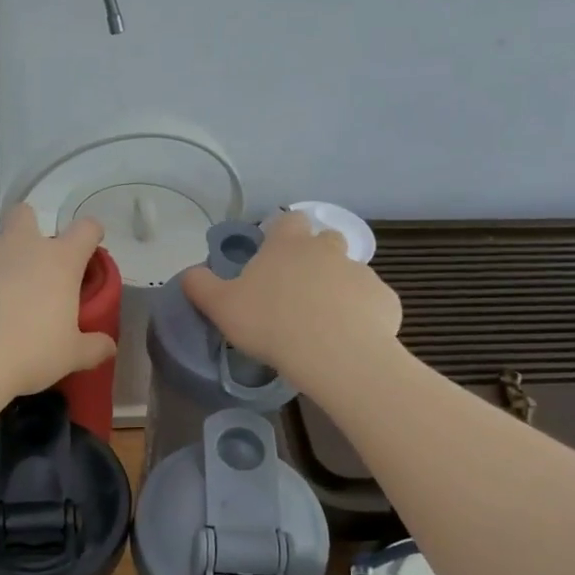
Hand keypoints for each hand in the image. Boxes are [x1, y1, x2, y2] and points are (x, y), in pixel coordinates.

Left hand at [0, 204, 116, 396]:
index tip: (89, 245)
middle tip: (27, 265)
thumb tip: (109, 348)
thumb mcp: (69, 356)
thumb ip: (93, 348)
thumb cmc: (28, 353)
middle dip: (28, 228)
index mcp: (57, 262)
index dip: (90, 233)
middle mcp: (19, 246)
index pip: (85, 230)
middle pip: (25, 214)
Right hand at [181, 211, 400, 384]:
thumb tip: (189, 273)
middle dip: (314, 260)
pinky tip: (348, 340)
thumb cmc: (271, 323)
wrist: (334, 354)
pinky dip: (361, 315)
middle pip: (324, 242)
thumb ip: (201, 286)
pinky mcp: (385, 300)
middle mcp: (327, 249)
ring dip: (337, 289)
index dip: (281, 235)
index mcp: (288, 244)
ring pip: (348, 273)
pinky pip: (369, 302)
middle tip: (296, 293)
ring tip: (322, 323)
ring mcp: (360, 273)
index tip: (272, 257)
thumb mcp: (221, 307)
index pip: (288, 221)